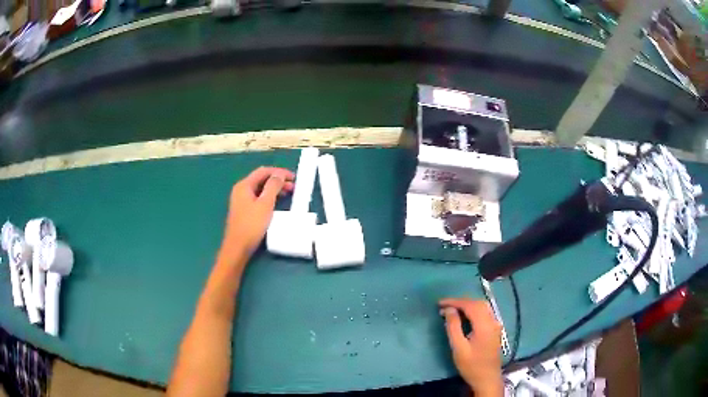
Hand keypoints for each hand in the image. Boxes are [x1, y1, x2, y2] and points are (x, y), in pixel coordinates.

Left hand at [221, 167, 294, 259]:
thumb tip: (279, 174)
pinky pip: (258, 198)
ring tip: (288, 193)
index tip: (293, 177)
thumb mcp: (265, 204)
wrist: (238, 247)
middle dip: (278, 180)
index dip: (279, 172)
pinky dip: (269, 197)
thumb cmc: (251, 225)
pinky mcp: (244, 210)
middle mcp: (241, 190)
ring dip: (274, 189)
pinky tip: (277, 203)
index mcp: (244, 185)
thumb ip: (273, 186)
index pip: (263, 171)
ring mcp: (241, 200)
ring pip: (260, 189)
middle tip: (293, 186)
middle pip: (261, 179)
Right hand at [439, 299, 503, 396]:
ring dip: (467, 305)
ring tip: (452, 309)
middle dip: (461, 302)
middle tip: (444, 306)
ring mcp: (495, 324)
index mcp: (484, 325)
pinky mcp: (495, 329)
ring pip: (482, 307)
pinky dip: (473, 310)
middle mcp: (492, 321)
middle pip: (478, 303)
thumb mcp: (458, 348)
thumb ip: (453, 327)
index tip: (440, 303)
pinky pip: (485, 313)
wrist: (487, 378)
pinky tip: (464, 316)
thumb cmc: (471, 365)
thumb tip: (449, 310)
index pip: (470, 305)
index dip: (455, 302)